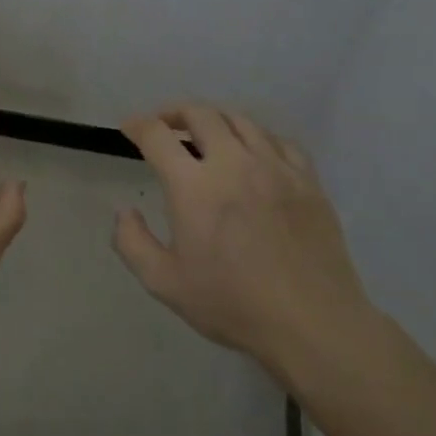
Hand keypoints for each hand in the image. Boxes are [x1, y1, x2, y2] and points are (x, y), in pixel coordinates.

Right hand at [113, 103, 368, 365]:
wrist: (311, 323)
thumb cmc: (232, 304)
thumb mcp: (164, 283)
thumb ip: (132, 242)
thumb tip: (124, 211)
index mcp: (194, 187)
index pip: (157, 136)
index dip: (138, 125)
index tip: (129, 127)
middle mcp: (234, 164)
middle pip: (201, 114)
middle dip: (175, 112)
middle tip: (164, 124)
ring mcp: (275, 168)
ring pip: (241, 120)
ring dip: (215, 119)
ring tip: (206, 133)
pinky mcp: (307, 180)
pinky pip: (279, 141)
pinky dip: (257, 137)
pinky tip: (254, 153)